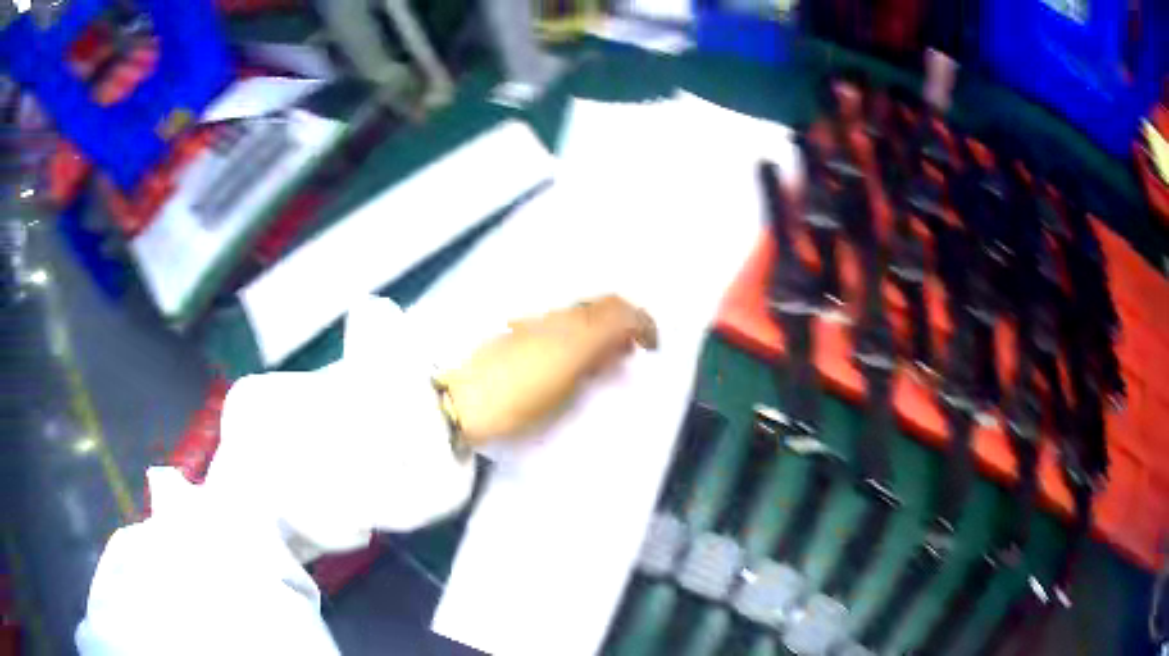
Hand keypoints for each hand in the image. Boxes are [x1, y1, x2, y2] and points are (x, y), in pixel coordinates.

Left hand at [438, 295, 657, 446]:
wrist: (458, 399)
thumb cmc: (514, 403)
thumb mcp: (563, 394)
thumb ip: (595, 367)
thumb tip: (617, 351)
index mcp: (575, 332)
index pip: (622, 312)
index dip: (643, 324)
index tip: (652, 346)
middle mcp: (559, 314)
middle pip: (603, 303)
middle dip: (624, 321)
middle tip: (628, 351)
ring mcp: (536, 316)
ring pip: (582, 309)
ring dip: (601, 325)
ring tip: (601, 356)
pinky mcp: (519, 324)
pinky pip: (562, 317)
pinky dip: (579, 328)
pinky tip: (572, 353)